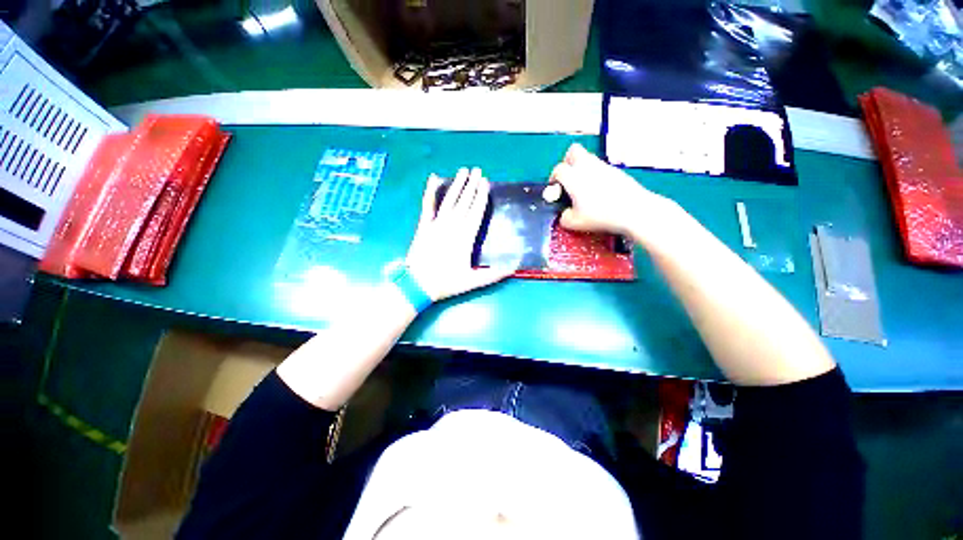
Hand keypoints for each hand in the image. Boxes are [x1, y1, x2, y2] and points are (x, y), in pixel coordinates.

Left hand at [405, 168, 513, 301]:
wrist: (417, 284)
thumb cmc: (446, 282)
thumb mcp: (472, 281)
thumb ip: (493, 274)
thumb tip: (513, 268)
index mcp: (465, 238)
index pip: (476, 212)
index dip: (481, 197)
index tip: (485, 182)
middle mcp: (452, 226)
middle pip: (464, 203)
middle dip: (472, 186)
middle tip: (478, 170)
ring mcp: (436, 224)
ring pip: (449, 201)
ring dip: (457, 185)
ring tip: (463, 171)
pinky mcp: (424, 226)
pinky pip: (427, 206)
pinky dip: (430, 192)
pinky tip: (433, 179)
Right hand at [548, 144, 679, 241]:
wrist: (633, 210)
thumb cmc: (600, 215)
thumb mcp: (575, 223)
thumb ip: (564, 217)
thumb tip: (565, 214)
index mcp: (573, 177)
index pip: (558, 169)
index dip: (553, 178)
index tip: (555, 190)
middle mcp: (587, 166)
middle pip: (573, 151)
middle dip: (567, 162)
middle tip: (568, 178)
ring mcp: (603, 166)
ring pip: (588, 158)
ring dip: (582, 168)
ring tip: (584, 188)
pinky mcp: (616, 171)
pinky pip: (600, 167)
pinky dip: (595, 175)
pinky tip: (600, 192)